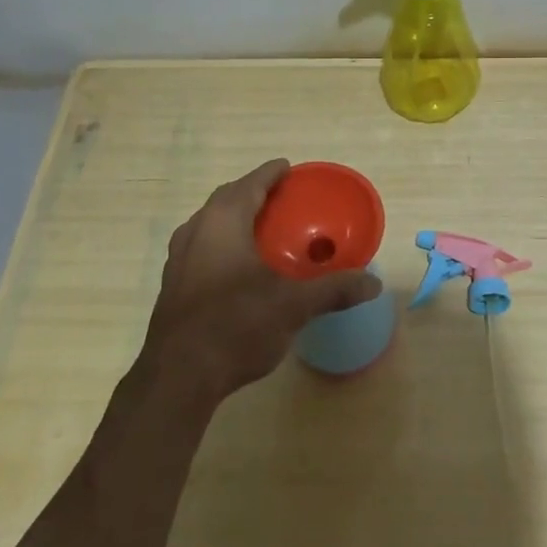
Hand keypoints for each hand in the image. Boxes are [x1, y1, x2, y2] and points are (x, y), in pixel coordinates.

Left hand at [138, 160, 380, 410]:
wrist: (178, 378)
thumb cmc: (236, 325)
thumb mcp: (292, 306)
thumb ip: (333, 290)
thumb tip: (373, 284)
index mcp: (222, 222)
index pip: (249, 184)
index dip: (270, 174)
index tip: (288, 168)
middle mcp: (195, 232)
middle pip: (226, 200)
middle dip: (252, 193)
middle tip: (280, 198)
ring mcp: (178, 260)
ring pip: (209, 225)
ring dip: (235, 220)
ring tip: (262, 230)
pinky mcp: (173, 287)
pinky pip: (202, 249)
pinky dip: (224, 245)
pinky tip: (240, 269)